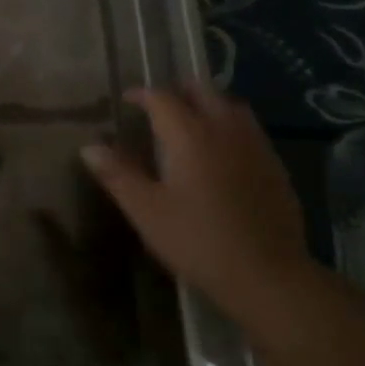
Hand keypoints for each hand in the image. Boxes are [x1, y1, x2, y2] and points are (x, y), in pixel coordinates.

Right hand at [80, 85, 310, 309]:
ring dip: (207, 104)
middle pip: (202, 90)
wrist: (268, 275)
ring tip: (191, 122)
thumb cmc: (198, 241)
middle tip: (159, 107)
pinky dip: (229, 126)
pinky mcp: (275, 165)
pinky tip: (222, 153)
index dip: (141, 94)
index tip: (127, 101)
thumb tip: (89, 147)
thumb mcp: (147, 211)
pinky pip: (249, 129)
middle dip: (177, 91)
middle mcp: (224, 129)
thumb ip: (118, 175)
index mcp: (190, 134)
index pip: (162, 97)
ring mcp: (255, 145)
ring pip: (230, 105)